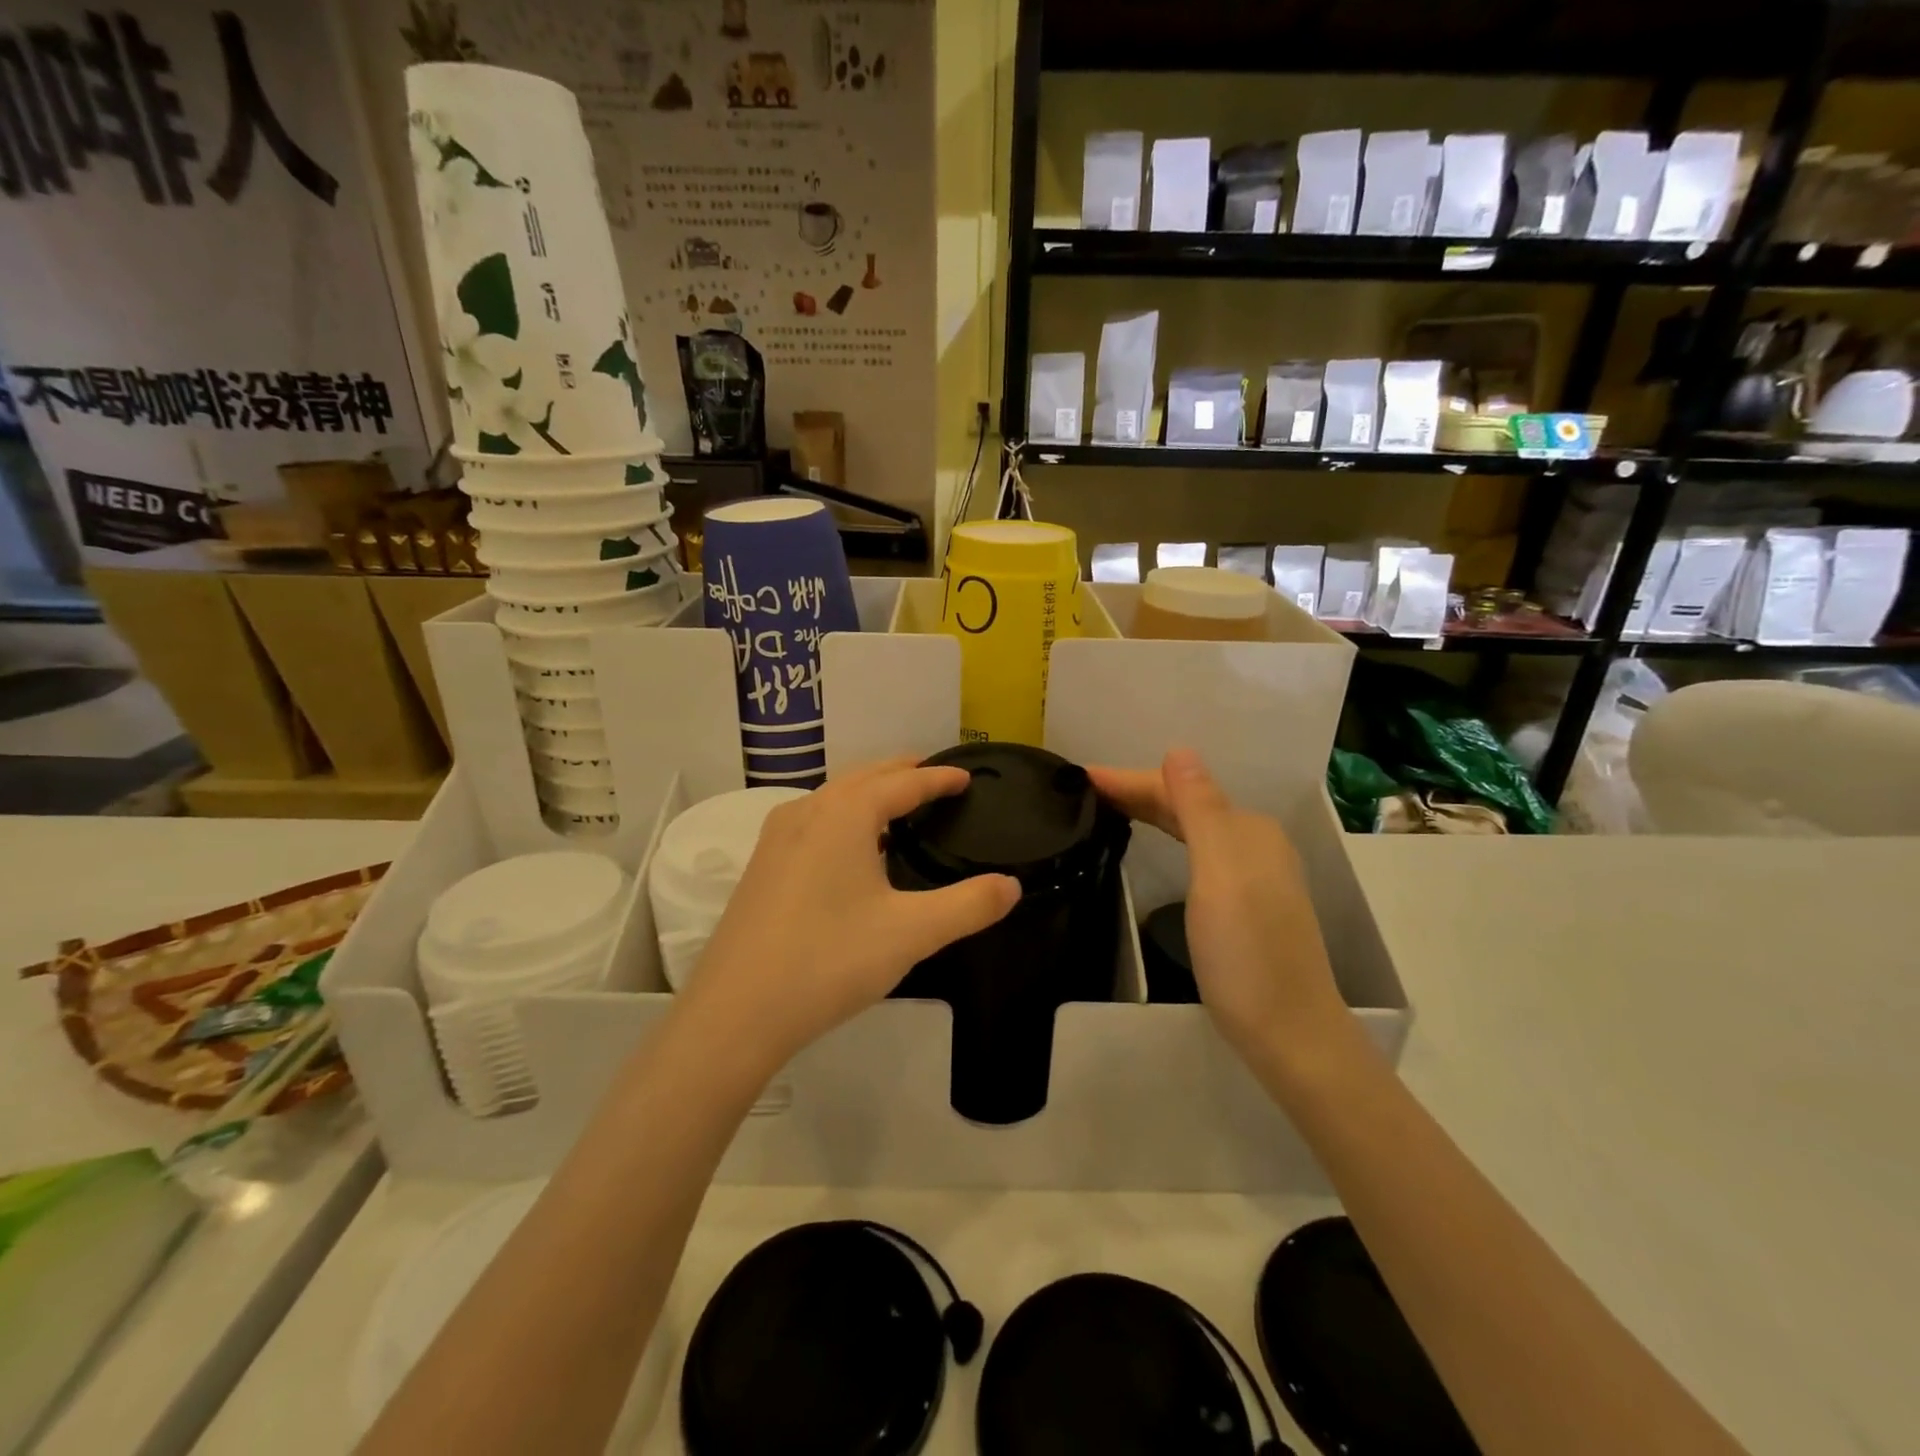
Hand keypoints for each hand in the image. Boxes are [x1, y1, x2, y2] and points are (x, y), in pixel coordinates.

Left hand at [679, 758, 1019, 1073]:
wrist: (736, 1012)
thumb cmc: (829, 961)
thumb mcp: (911, 933)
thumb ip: (968, 906)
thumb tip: (1011, 886)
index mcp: (845, 814)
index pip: (903, 783)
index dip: (938, 778)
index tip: (965, 777)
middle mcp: (807, 812)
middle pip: (864, 777)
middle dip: (902, 773)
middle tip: (935, 778)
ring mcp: (777, 839)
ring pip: (833, 797)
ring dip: (869, 792)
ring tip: (898, 807)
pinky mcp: (761, 867)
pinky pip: (813, 821)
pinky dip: (843, 816)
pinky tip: (850, 849)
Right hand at [1088, 749, 1352, 1068]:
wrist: (1288, 1031)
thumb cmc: (1246, 950)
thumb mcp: (1218, 873)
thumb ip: (1199, 809)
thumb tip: (1178, 750)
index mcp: (1247, 829)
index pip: (1179, 789)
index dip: (1129, 780)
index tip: (1080, 776)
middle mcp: (1253, 843)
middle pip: (1185, 805)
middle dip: (1136, 792)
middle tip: (1082, 792)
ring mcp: (1252, 875)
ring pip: (1190, 828)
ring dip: (1150, 813)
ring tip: (1106, 809)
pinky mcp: (1245, 904)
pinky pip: (1196, 852)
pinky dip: (1167, 838)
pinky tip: (1154, 844)